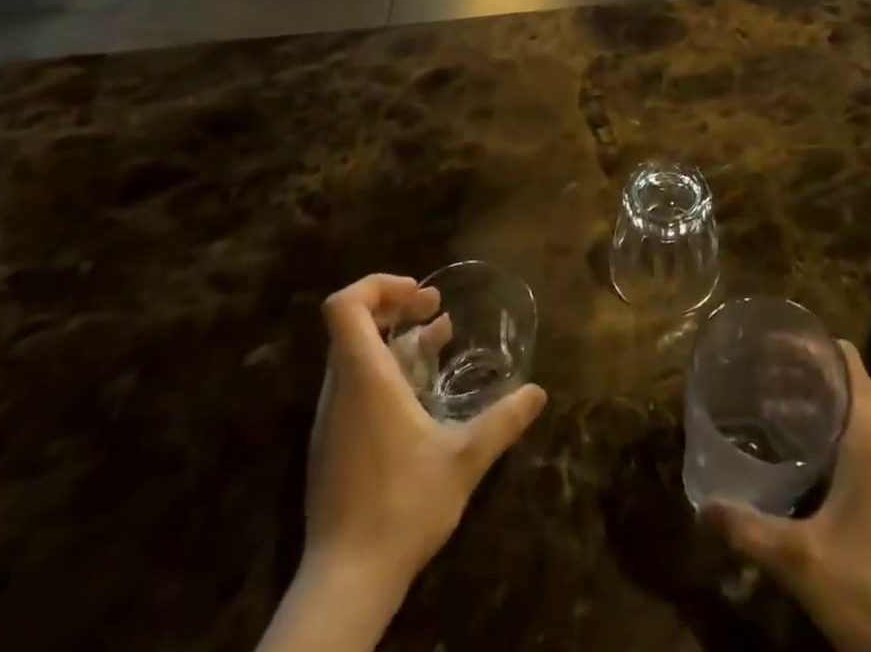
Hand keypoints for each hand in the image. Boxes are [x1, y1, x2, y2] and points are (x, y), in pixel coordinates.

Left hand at [258, 274, 546, 651]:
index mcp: (364, 378)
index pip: (345, 305)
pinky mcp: (333, 447)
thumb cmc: (401, 506)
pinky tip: (422, 394)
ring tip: (439, 340)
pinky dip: (387, 372)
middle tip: (435, 308)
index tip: (417, 293)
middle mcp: (341, 390)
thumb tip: (538, 392)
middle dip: (395, 306)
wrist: (344, 585)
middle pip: (352, 326)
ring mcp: (332, 420)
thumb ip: (503, 421)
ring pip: (355, 357)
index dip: (377, 285)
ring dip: (395, 341)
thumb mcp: (464, 459)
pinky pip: (355, 387)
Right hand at [702, 343, 870, 651]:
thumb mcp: (802, 562)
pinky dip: (835, 431)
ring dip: (818, 404)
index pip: (842, 357)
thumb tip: (699, 509)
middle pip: (846, 378)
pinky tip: (804, 457)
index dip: (805, 345)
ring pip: (858, 409)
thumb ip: (748, 529)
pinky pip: (868, 436)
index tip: (764, 347)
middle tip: (756, 378)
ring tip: (769, 411)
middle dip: (802, 374)